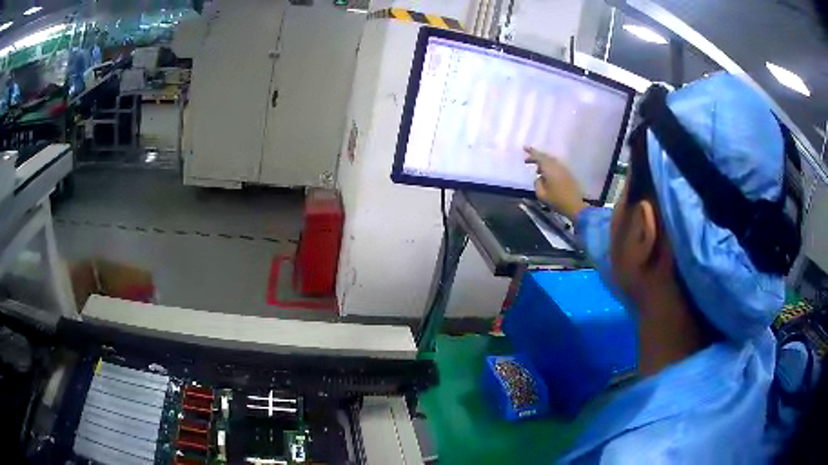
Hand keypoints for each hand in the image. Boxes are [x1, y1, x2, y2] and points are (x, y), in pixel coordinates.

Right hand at [524, 146, 586, 219]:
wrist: (575, 206)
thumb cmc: (557, 200)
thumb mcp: (541, 194)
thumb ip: (537, 183)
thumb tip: (539, 177)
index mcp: (550, 169)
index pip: (539, 156)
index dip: (531, 152)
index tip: (524, 147)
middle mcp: (557, 166)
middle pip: (545, 157)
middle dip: (536, 156)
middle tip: (527, 160)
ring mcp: (563, 169)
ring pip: (551, 161)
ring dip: (543, 163)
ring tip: (537, 170)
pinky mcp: (567, 174)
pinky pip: (556, 165)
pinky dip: (549, 167)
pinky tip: (546, 174)